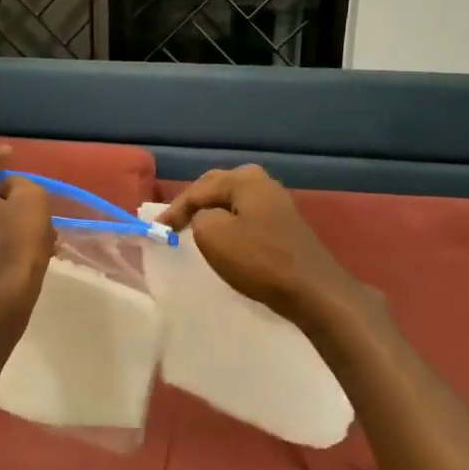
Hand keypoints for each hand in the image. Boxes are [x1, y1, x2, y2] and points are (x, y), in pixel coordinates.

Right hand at [158, 165, 362, 328]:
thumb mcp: (213, 235)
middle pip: (217, 187)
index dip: (173, 210)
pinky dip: (228, 222)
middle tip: (172, 222)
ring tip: (192, 226)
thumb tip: (206, 218)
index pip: (198, 190)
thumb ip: (198, 217)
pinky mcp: (284, 225)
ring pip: (232, 201)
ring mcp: (277, 203)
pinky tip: (223, 235)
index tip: (156, 230)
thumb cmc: (259, 260)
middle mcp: (262, 183)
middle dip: (193, 203)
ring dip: (211, 211)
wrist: (312, 289)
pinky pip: (246, 215)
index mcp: (244, 180)